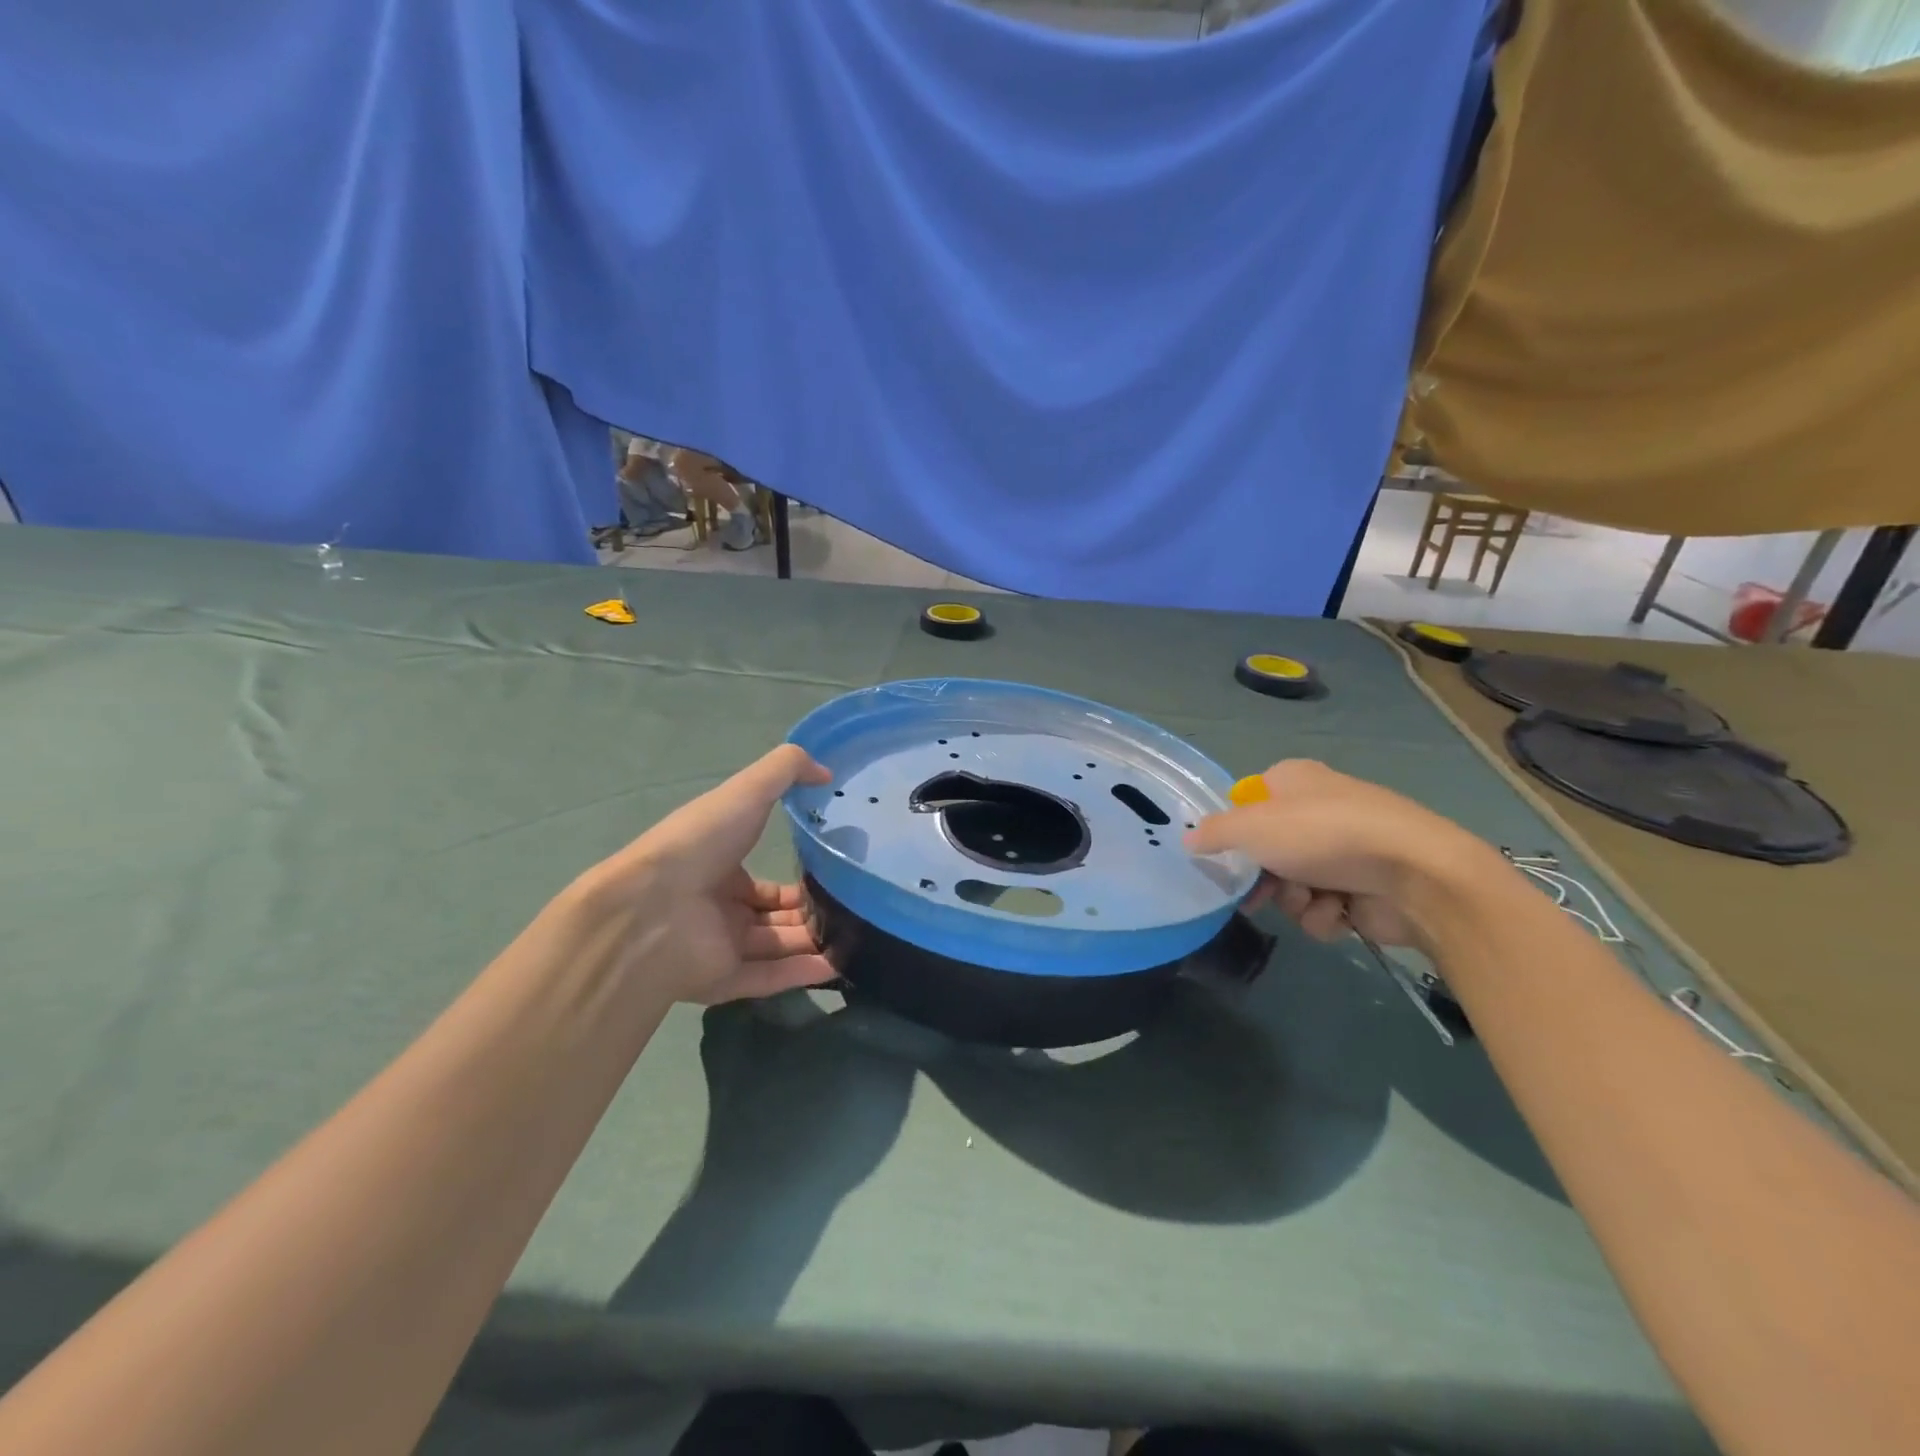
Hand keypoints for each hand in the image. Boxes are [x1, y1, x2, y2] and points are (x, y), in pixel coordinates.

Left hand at [568, 745, 838, 1004]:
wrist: (650, 908)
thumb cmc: (699, 844)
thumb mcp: (745, 792)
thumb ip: (785, 771)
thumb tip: (827, 772)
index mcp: (718, 869)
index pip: (763, 883)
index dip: (796, 881)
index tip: (831, 879)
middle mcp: (719, 909)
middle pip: (773, 917)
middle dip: (809, 915)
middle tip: (850, 910)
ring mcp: (720, 947)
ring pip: (776, 948)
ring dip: (812, 943)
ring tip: (855, 937)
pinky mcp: (723, 981)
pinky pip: (769, 979)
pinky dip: (801, 974)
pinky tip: (836, 968)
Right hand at [1185, 760, 1501, 948]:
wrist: (1415, 873)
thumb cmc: (1323, 834)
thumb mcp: (1251, 827)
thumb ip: (1214, 833)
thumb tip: (1187, 839)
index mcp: (1293, 781)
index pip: (1249, 801)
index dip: (1234, 829)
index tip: (1222, 854)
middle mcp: (1318, 810)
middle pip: (1268, 850)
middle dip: (1264, 877)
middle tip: (1256, 895)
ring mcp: (1345, 850)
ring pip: (1293, 884)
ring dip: (1295, 900)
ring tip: (1313, 899)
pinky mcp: (1366, 887)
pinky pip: (1325, 907)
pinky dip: (1326, 914)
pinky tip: (1339, 911)